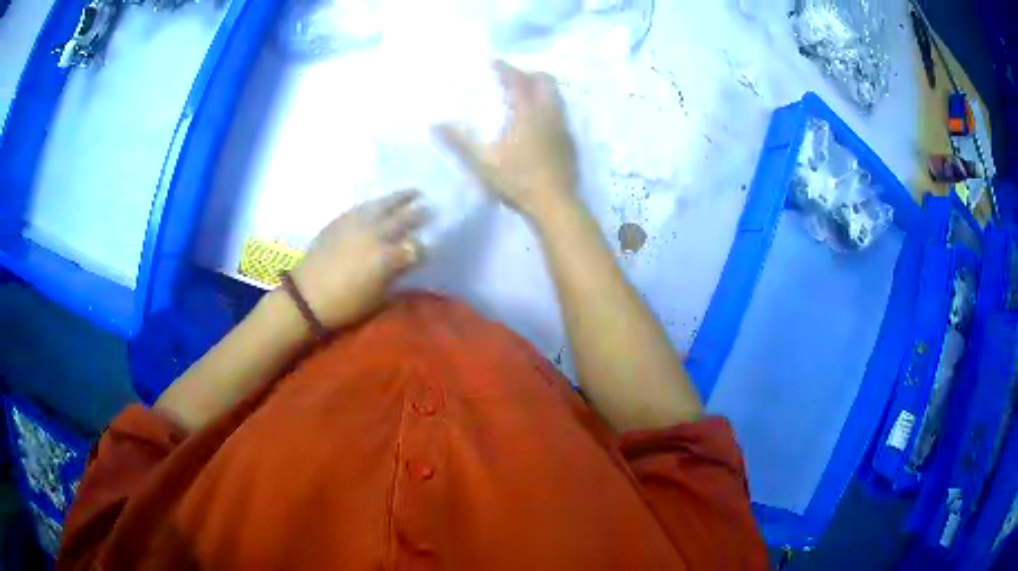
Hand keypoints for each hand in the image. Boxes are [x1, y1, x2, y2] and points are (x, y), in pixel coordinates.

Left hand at [289, 190, 428, 329]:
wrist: (306, 296)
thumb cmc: (344, 305)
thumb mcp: (378, 298)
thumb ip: (396, 276)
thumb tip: (406, 263)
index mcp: (388, 258)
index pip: (417, 247)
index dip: (426, 247)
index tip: (432, 246)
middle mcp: (376, 234)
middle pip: (405, 218)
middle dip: (420, 214)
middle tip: (432, 208)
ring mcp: (357, 223)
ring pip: (385, 205)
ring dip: (401, 198)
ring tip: (413, 192)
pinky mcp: (341, 220)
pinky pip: (364, 206)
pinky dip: (377, 203)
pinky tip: (381, 203)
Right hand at [437, 61, 578, 222]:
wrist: (555, 205)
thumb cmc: (517, 182)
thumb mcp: (482, 163)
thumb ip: (459, 142)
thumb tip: (435, 124)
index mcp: (528, 114)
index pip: (517, 80)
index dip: (505, 68)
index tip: (493, 61)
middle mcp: (550, 114)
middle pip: (545, 81)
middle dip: (528, 73)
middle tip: (511, 78)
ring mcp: (564, 127)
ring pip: (556, 96)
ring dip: (541, 89)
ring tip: (524, 96)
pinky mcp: (570, 142)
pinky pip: (561, 112)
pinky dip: (548, 107)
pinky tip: (538, 122)